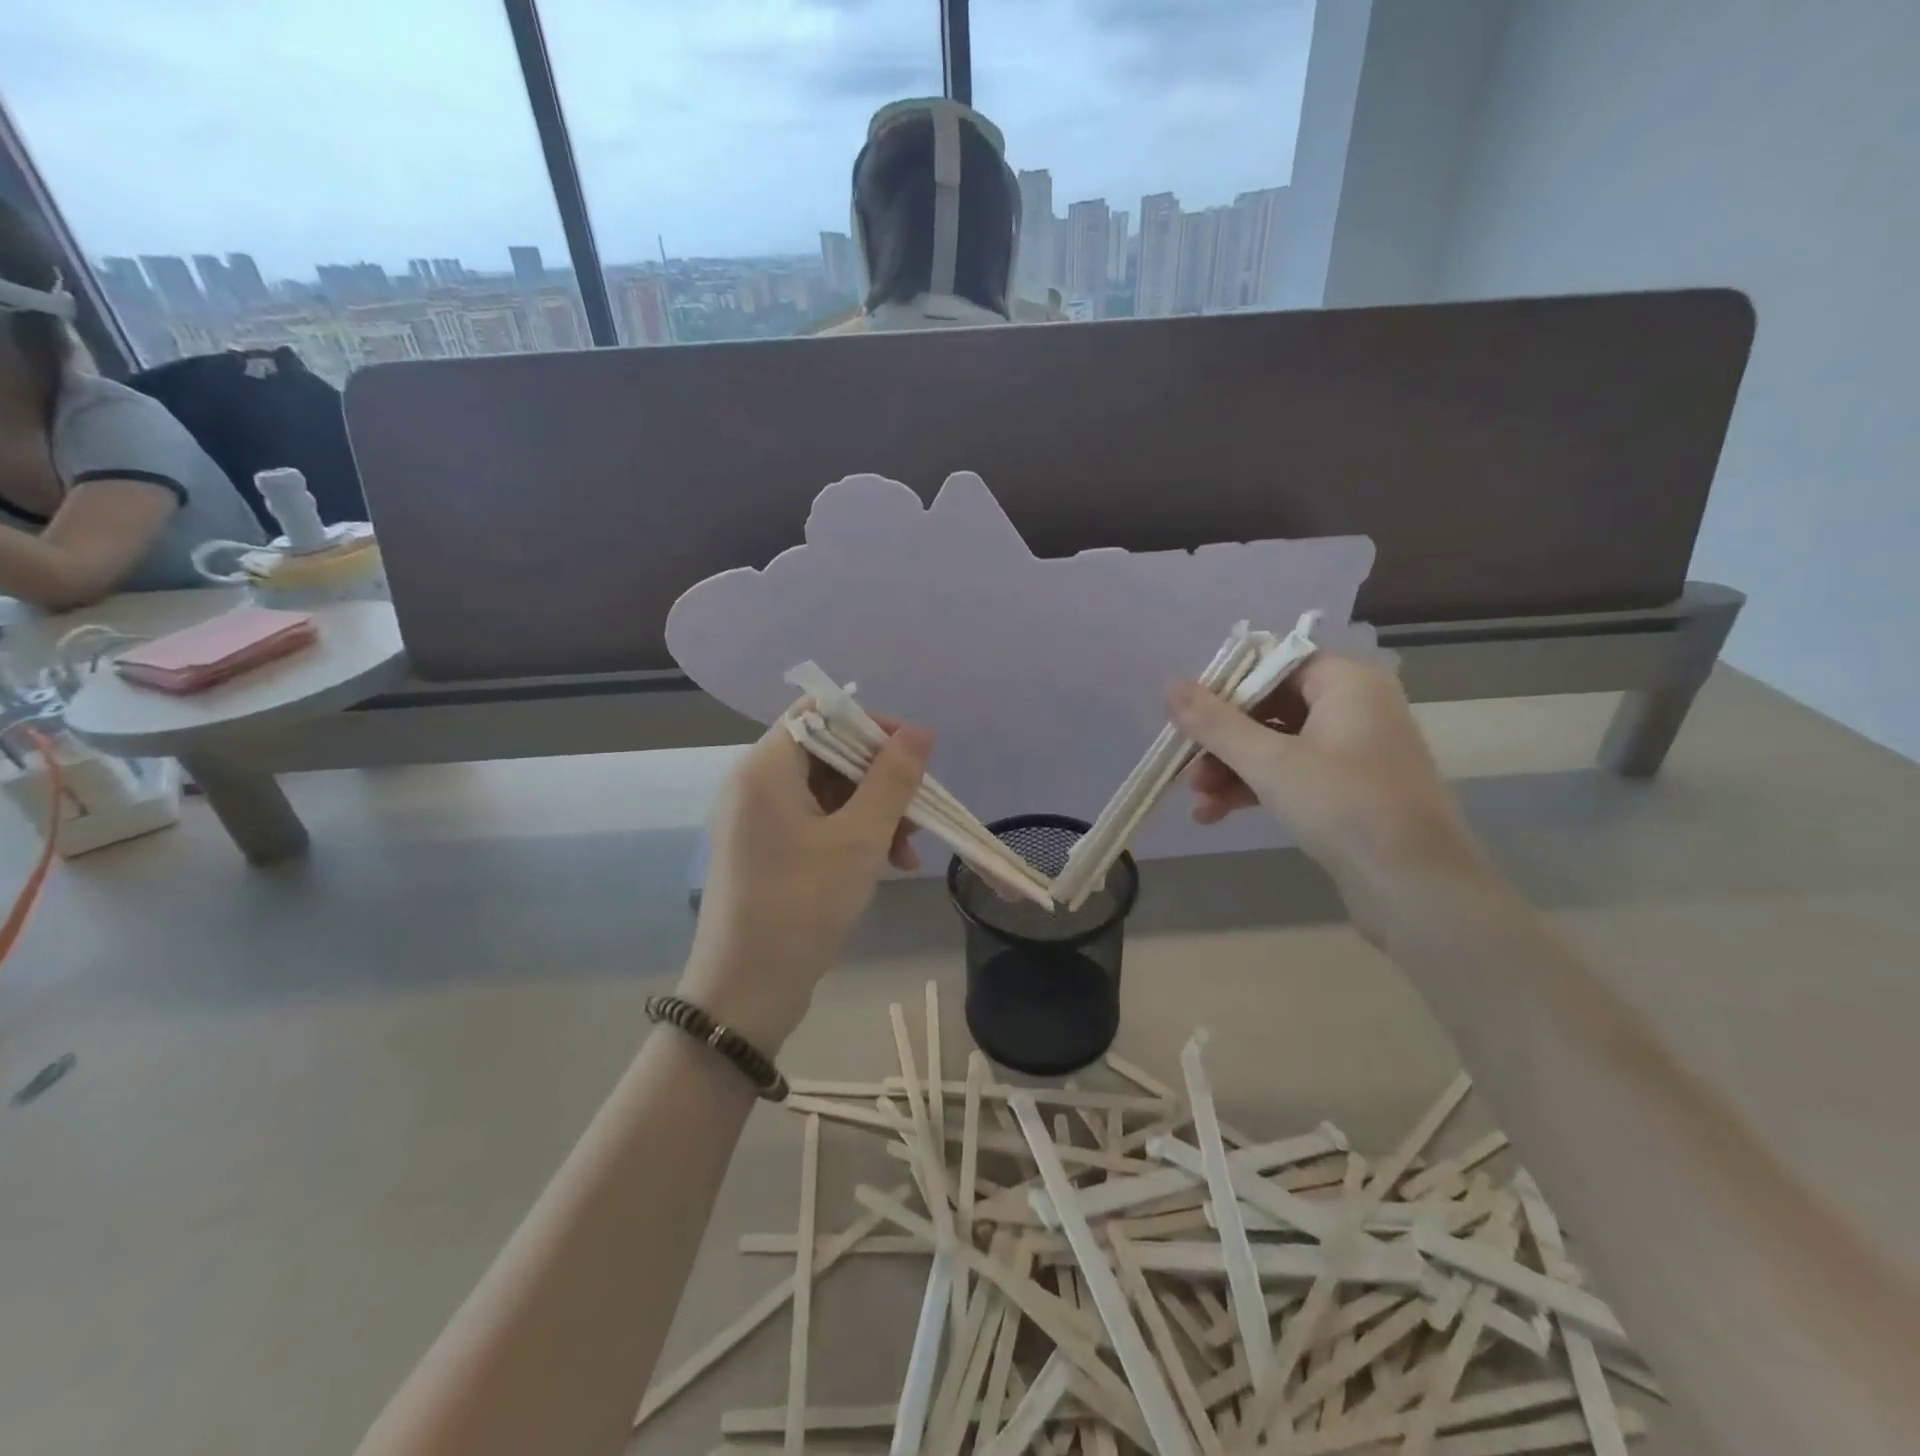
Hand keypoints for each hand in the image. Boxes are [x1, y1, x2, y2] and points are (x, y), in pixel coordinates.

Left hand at [681, 710, 930, 1051]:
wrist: (746, 991)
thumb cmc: (802, 905)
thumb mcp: (859, 839)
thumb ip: (891, 779)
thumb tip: (918, 732)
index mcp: (764, 768)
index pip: (818, 712)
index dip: (868, 724)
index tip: (912, 754)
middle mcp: (753, 784)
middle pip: (826, 752)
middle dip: (878, 778)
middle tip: (916, 811)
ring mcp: (757, 819)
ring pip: (826, 790)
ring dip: (872, 810)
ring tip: (908, 850)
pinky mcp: (765, 850)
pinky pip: (815, 821)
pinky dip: (852, 833)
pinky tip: (888, 863)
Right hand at [1169, 656, 1495, 931]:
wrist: (1416, 887)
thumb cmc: (1344, 806)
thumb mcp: (1269, 762)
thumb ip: (1216, 723)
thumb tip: (1172, 685)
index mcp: (1347, 683)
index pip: (1274, 664)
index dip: (1226, 686)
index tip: (1189, 715)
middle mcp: (1356, 707)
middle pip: (1270, 707)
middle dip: (1223, 740)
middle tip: (1187, 766)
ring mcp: (1355, 751)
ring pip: (1277, 745)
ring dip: (1232, 769)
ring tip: (1197, 801)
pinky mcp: (1350, 790)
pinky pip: (1293, 775)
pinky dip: (1256, 789)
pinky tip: (1216, 814)